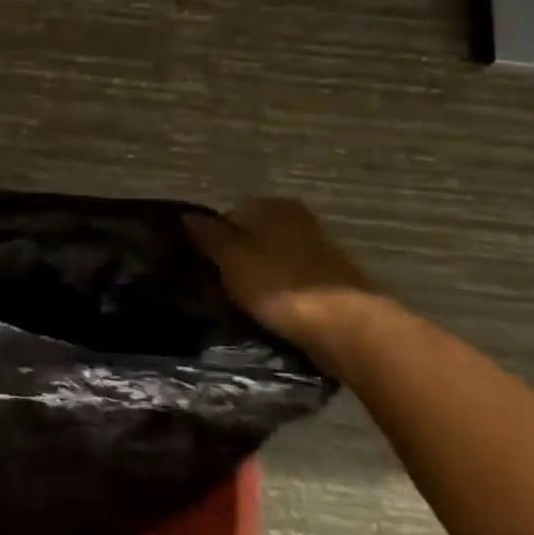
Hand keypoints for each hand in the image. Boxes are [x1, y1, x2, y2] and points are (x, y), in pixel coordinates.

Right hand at [186, 199, 377, 368]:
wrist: (347, 327)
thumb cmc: (280, 285)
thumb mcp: (231, 257)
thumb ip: (208, 235)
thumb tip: (187, 216)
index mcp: (273, 206)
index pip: (227, 216)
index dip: (210, 241)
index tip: (201, 268)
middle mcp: (297, 220)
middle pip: (250, 237)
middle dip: (234, 259)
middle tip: (217, 288)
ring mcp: (317, 250)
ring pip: (270, 260)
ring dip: (256, 278)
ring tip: (240, 305)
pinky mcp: (330, 281)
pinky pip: (289, 282)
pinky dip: (277, 294)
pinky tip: (268, 313)